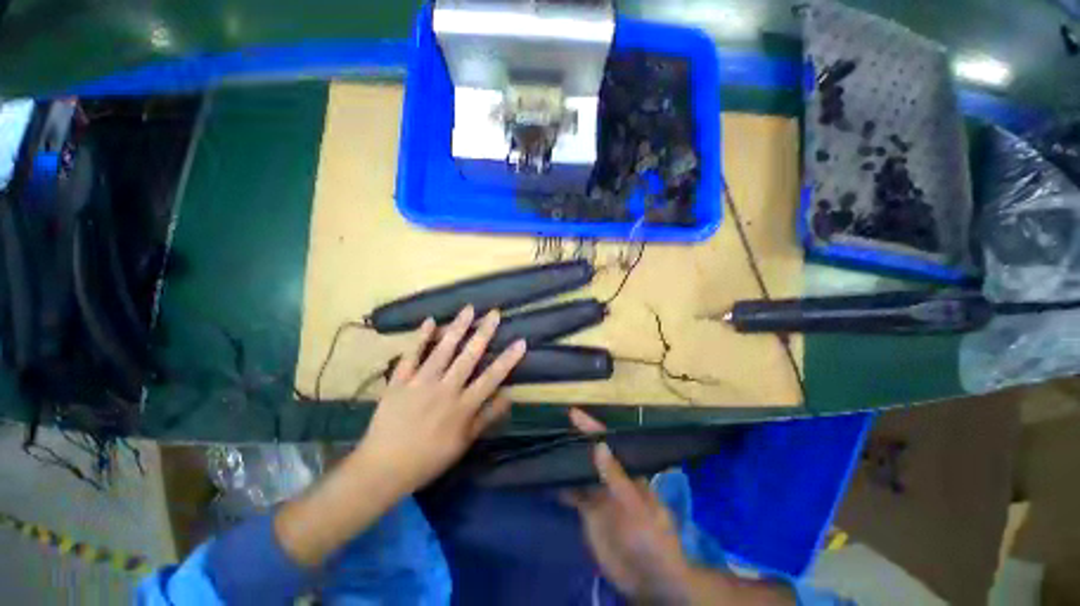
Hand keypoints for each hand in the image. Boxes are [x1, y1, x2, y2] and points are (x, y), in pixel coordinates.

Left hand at [355, 305, 526, 495]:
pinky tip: (429, 321)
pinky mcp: (399, 381)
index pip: (492, 377)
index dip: (508, 359)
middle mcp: (445, 389)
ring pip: (443, 350)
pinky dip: (420, 338)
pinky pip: (411, 356)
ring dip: (457, 328)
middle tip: (494, 313)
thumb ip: (487, 417)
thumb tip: (509, 396)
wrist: (383, 469)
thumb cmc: (429, 458)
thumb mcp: (464, 443)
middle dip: (484, 333)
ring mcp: (420, 383)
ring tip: (468, 309)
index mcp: (463, 406)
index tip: (521, 341)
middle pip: (469, 356)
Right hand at [562, 408, 693, 602]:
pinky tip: (546, 479)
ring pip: (579, 472)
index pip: (608, 443)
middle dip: (574, 440)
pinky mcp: (589, 513)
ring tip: (544, 446)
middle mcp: (611, 478)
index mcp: (627, 471)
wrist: (650, 581)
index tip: (573, 413)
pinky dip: (561, 485)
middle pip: (590, 454)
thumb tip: (599, 445)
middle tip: (551, 427)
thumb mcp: (636, 508)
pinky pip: (573, 494)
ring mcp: (599, 495)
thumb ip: (616, 478)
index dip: (591, 427)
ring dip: (565, 461)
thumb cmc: (651, 540)